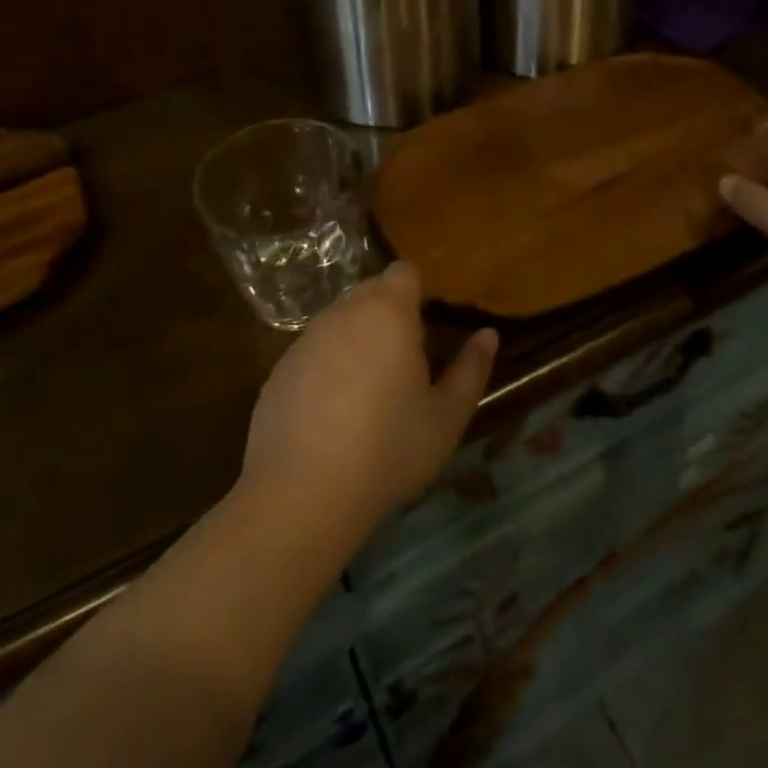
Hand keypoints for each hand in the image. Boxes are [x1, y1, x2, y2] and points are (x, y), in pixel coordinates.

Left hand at [240, 262, 497, 540]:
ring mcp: (306, 339)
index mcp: (388, 313)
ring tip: (370, 393)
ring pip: (340, 322)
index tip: (428, 327)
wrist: (301, 494)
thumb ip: (470, 369)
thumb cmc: (388, 450)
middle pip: (371, 293)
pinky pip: (313, 352)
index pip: (404, 273)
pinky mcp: (279, 369)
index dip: (418, 292)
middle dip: (390, 314)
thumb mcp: (446, 417)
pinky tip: (333, 414)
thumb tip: (488, 335)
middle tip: (406, 364)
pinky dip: (327, 367)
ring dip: (357, 340)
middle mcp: (343, 313)